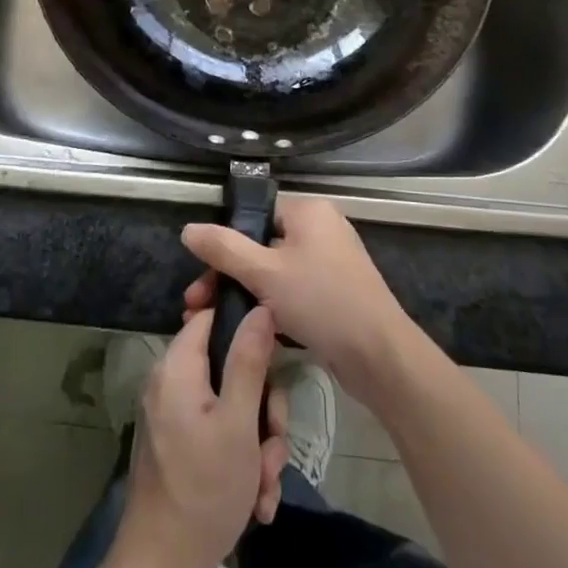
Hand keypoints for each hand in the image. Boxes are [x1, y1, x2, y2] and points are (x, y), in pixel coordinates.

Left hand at [119, 307, 291, 567]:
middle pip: (231, 368)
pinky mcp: (179, 446)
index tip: (275, 362)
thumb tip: (261, 307)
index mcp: (178, 367)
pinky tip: (256, 500)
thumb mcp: (239, 422)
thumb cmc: (205, 489)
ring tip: (264, 484)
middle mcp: (171, 383)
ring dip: (258, 445)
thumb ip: (250, 361)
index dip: (247, 330)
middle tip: (272, 446)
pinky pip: (219, 435)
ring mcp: (174, 417)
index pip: (213, 317)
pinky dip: (241, 461)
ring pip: (233, 408)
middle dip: (263, 410)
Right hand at [182, 197, 415, 402]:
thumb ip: (224, 249)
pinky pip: (294, 291)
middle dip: (228, 275)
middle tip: (199, 305)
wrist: (379, 356)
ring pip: (276, 272)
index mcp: (309, 211)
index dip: (226, 243)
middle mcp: (322, 229)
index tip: (203, 275)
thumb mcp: (264, 273)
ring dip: (246, 294)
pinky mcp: (336, 293)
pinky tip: (251, 330)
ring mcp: (332, 262)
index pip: (256, 215)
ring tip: (216, 321)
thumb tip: (188, 229)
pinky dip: (272, 306)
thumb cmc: (321, 302)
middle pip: (262, 245)